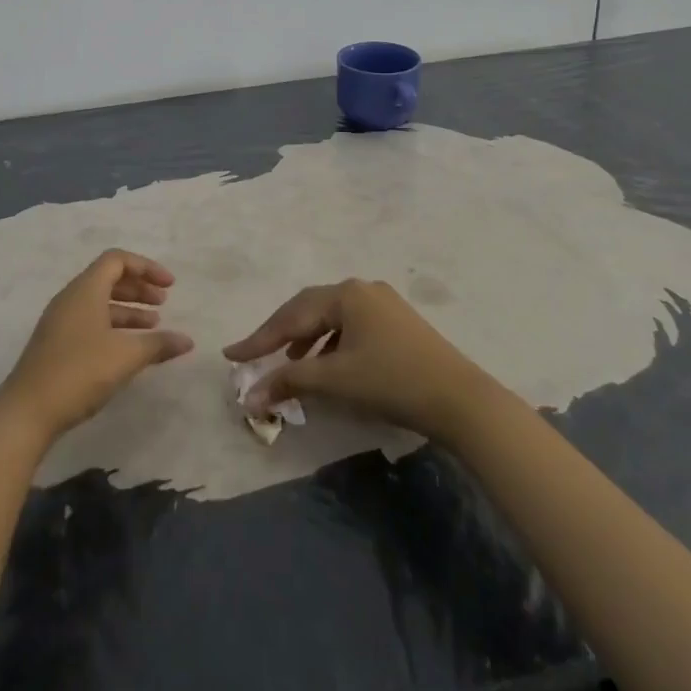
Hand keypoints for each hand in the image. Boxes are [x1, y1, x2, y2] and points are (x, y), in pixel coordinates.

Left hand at [0, 250, 194, 442]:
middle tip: (164, 303)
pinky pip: (91, 321)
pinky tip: (128, 349)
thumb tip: (187, 340)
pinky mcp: (57, 344)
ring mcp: (61, 322)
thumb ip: (158, 344)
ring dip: (128, 310)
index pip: (117, 260)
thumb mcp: (125, 356)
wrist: (27, 411)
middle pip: (108, 278)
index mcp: (85, 289)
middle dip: (139, 288)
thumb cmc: (79, 372)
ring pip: (100, 302)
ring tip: (153, 327)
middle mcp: (71, 298)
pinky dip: (114, 326)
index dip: (146, 267)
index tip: (170, 285)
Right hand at [223, 278, 494, 441]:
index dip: (259, 338)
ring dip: (307, 340)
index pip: (290, 315)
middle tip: (255, 354)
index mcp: (345, 294)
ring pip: (331, 317)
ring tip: (292, 364)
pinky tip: (329, 364)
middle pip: (309, 309)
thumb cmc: (392, 382)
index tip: (230, 354)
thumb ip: (289, 381)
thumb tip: (250, 394)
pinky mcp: (398, 322)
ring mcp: (383, 303)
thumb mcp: (335, 381)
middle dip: (281, 334)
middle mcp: (362, 289)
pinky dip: (331, 343)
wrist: (461, 400)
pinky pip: (351, 326)